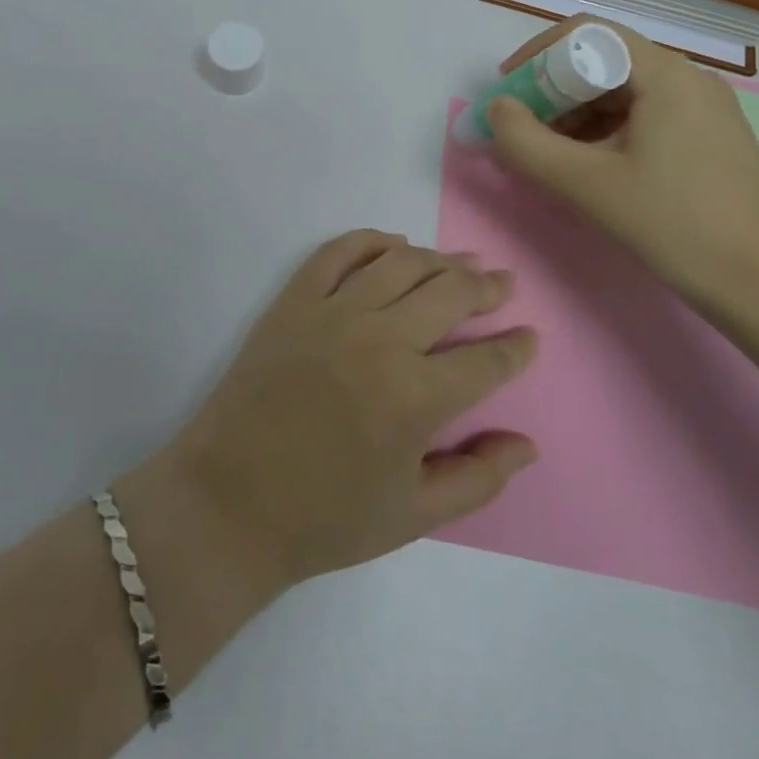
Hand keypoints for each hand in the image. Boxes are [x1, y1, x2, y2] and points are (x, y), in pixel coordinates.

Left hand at [162, 231, 537, 590]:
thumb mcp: (413, 517)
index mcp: (417, 398)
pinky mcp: (294, 300)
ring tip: (461, 263)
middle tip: (502, 283)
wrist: (230, 501)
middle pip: (451, 294)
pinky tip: (394, 245)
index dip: (516, 347)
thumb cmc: (325, 518)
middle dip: (486, 287)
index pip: (486, 360)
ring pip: (402, 264)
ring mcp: (334, 312)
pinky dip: (372, 240)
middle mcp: (381, 341)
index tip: (529, 336)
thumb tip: (527, 444)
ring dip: (440, 260)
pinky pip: (339, 252)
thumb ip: (478, 478)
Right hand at [486, 18, 758, 320]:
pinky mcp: (708, 138)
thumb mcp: (587, 184)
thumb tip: (496, 110)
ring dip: (575, 114)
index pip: (587, 34)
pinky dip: (604, 132)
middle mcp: (687, 78)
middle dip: (552, 91)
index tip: (507, 93)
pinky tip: (587, 167)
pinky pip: (643, 116)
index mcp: (665, 74)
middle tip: (521, 130)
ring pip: (622, 92)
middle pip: (603, 62)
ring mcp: (703, 109)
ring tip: (548, 155)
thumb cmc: (677, 225)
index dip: (537, 56)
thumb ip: (527, 143)